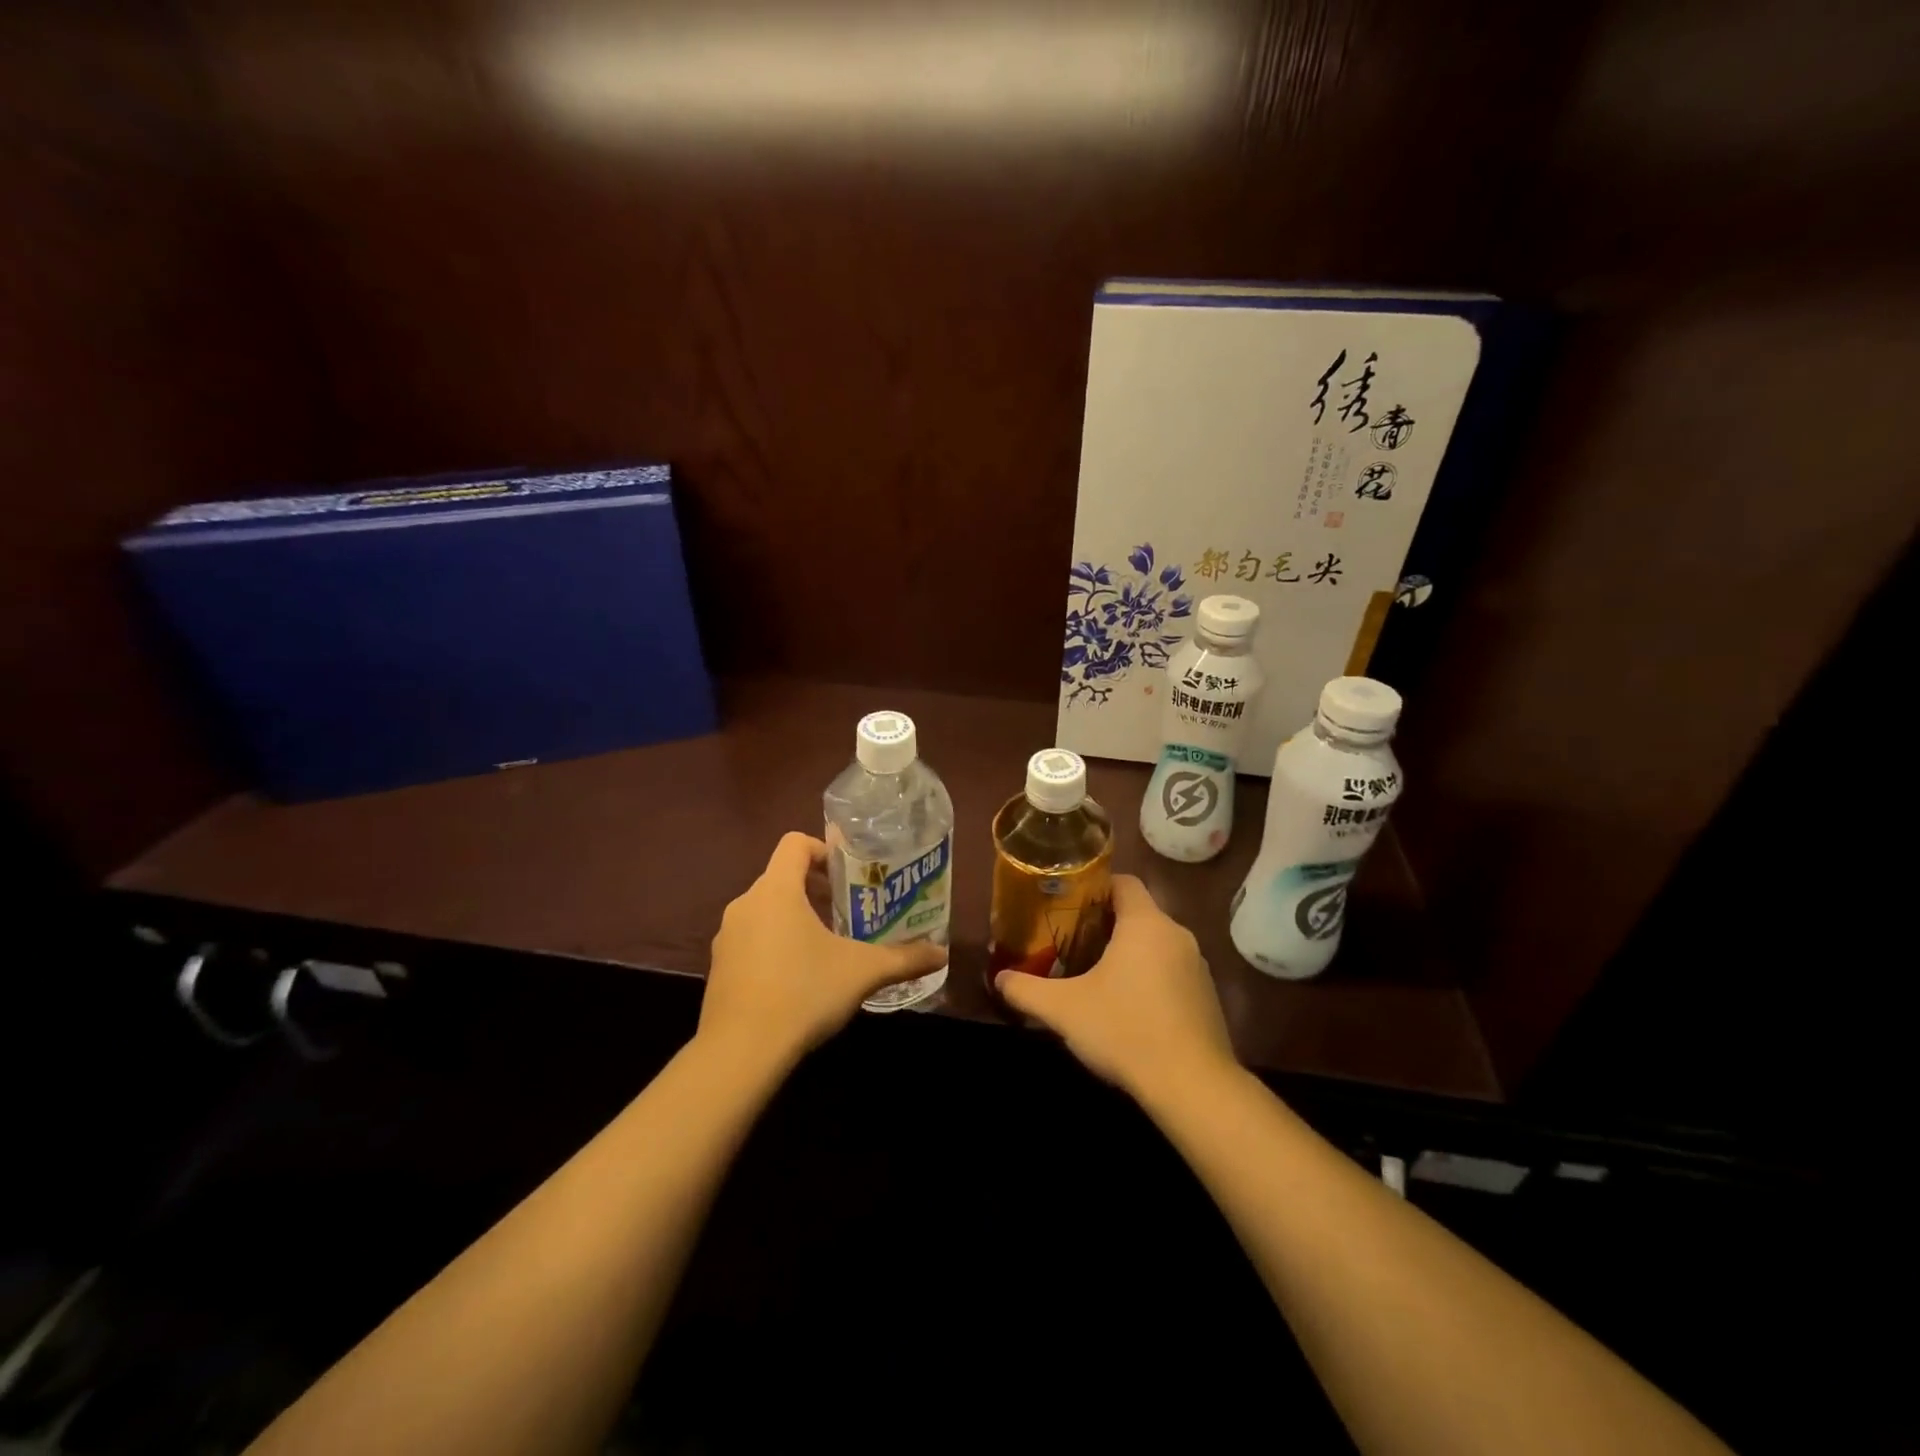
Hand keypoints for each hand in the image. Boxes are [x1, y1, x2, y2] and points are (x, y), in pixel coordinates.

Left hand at [699, 832, 946, 1069]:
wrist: (740, 1052)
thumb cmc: (803, 993)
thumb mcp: (862, 973)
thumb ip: (903, 959)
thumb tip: (941, 954)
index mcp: (777, 890)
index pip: (794, 843)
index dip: (823, 849)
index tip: (848, 874)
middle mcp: (746, 904)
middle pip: (781, 877)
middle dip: (815, 889)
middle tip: (848, 911)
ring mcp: (727, 937)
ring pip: (765, 910)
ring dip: (794, 918)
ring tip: (826, 946)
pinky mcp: (718, 967)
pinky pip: (751, 940)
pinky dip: (774, 945)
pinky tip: (797, 979)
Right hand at [995, 874, 1236, 1101]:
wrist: (1192, 1087)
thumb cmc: (1126, 1031)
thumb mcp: (1064, 1010)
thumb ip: (1027, 990)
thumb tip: (999, 978)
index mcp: (1145, 924)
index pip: (1123, 882)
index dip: (1095, 887)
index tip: (1069, 904)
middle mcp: (1176, 935)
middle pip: (1138, 913)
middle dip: (1105, 924)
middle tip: (1072, 941)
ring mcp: (1197, 966)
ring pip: (1156, 944)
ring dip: (1129, 953)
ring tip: (1096, 974)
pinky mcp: (1207, 996)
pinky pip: (1172, 971)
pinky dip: (1150, 978)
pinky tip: (1129, 1007)